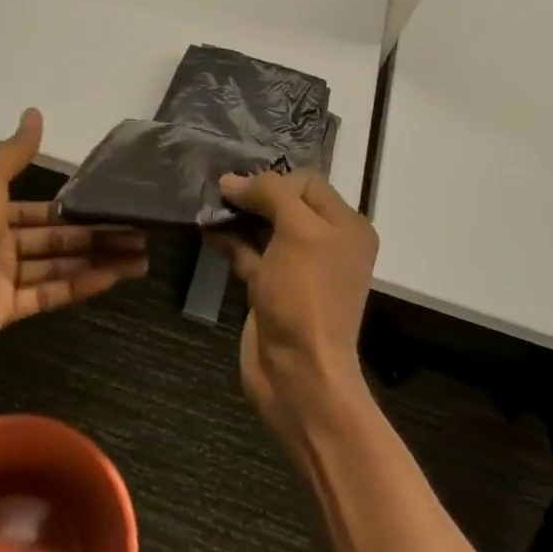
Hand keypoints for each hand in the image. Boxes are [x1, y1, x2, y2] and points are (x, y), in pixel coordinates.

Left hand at [0, 109, 149, 353]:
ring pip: (60, 268)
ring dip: (99, 262)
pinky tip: (114, 277)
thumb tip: (34, 112)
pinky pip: (50, 295)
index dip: (77, 211)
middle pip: (58, 241)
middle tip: (141, 235)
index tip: (113, 209)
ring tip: (140, 258)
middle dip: (98, 237)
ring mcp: (4, 281)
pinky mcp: (8, 311)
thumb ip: (16, 152)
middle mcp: (0, 246)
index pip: (42, 212)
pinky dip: (82, 286)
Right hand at [206, 171, 377, 445]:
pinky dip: (231, 241)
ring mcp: (299, 268)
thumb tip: (232, 180)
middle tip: (216, 190)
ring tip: (206, 206)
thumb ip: (269, 194)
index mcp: (346, 226)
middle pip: (285, 203)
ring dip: (238, 217)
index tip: (238, 185)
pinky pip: (252, 253)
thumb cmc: (305, 295)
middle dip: (252, 195)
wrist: (299, 372)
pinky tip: (206, 231)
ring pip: (265, 228)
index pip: (307, 182)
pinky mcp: (274, 288)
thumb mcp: (297, 232)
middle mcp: (327, 243)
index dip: (273, 179)